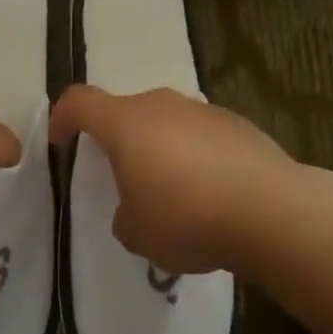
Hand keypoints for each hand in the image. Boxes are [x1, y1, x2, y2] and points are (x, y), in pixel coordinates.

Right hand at [50, 85, 299, 275]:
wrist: (271, 210)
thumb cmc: (187, 218)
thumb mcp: (137, 233)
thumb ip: (124, 216)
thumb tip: (136, 208)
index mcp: (126, 123)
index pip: (80, 101)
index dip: (63, 117)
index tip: (61, 141)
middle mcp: (162, 105)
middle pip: (127, 111)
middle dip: (119, 140)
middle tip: (125, 179)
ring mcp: (204, 111)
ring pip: (168, 121)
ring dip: (161, 148)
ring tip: (175, 193)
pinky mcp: (238, 124)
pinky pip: (202, 134)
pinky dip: (196, 156)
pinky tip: (213, 192)